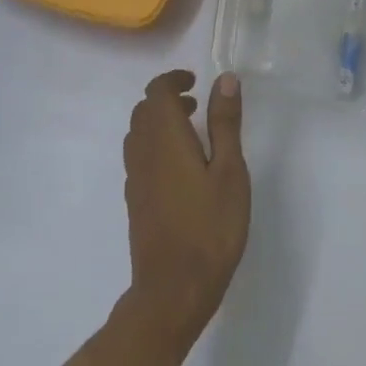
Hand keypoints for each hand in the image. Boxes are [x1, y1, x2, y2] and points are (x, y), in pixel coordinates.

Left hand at [123, 69, 250, 331]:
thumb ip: (225, 124)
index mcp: (165, 139)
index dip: (173, 79)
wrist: (174, 286)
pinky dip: (156, 146)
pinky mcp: (135, 200)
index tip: (196, 82)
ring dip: (160, 123)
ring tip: (192, 134)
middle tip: (198, 105)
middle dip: (167, 99)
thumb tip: (224, 80)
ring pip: (138, 135)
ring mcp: (135, 178)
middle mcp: (142, 153)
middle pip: (144, 111)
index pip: (156, 92)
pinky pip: (139, 157)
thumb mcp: (230, 172)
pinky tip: (181, 168)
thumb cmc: (211, 227)